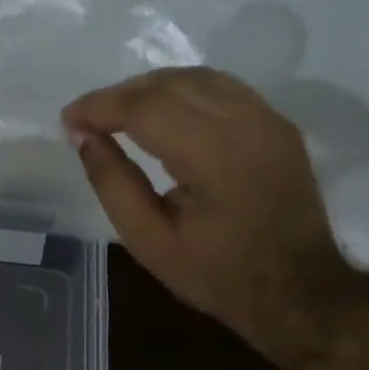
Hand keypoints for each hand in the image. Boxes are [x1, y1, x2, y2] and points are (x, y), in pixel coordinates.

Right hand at [61, 67, 357, 349]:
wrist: (300, 291)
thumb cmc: (218, 275)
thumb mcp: (149, 241)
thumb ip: (112, 183)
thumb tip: (83, 136)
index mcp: (215, 159)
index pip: (146, 108)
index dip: (100, 106)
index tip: (67, 120)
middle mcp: (247, 125)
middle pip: (170, 83)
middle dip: (120, 94)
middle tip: (87, 119)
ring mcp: (269, 119)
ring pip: (197, 77)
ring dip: (150, 87)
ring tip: (119, 113)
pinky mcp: (278, 123)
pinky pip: (222, 88)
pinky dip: (182, 90)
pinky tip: (162, 111)